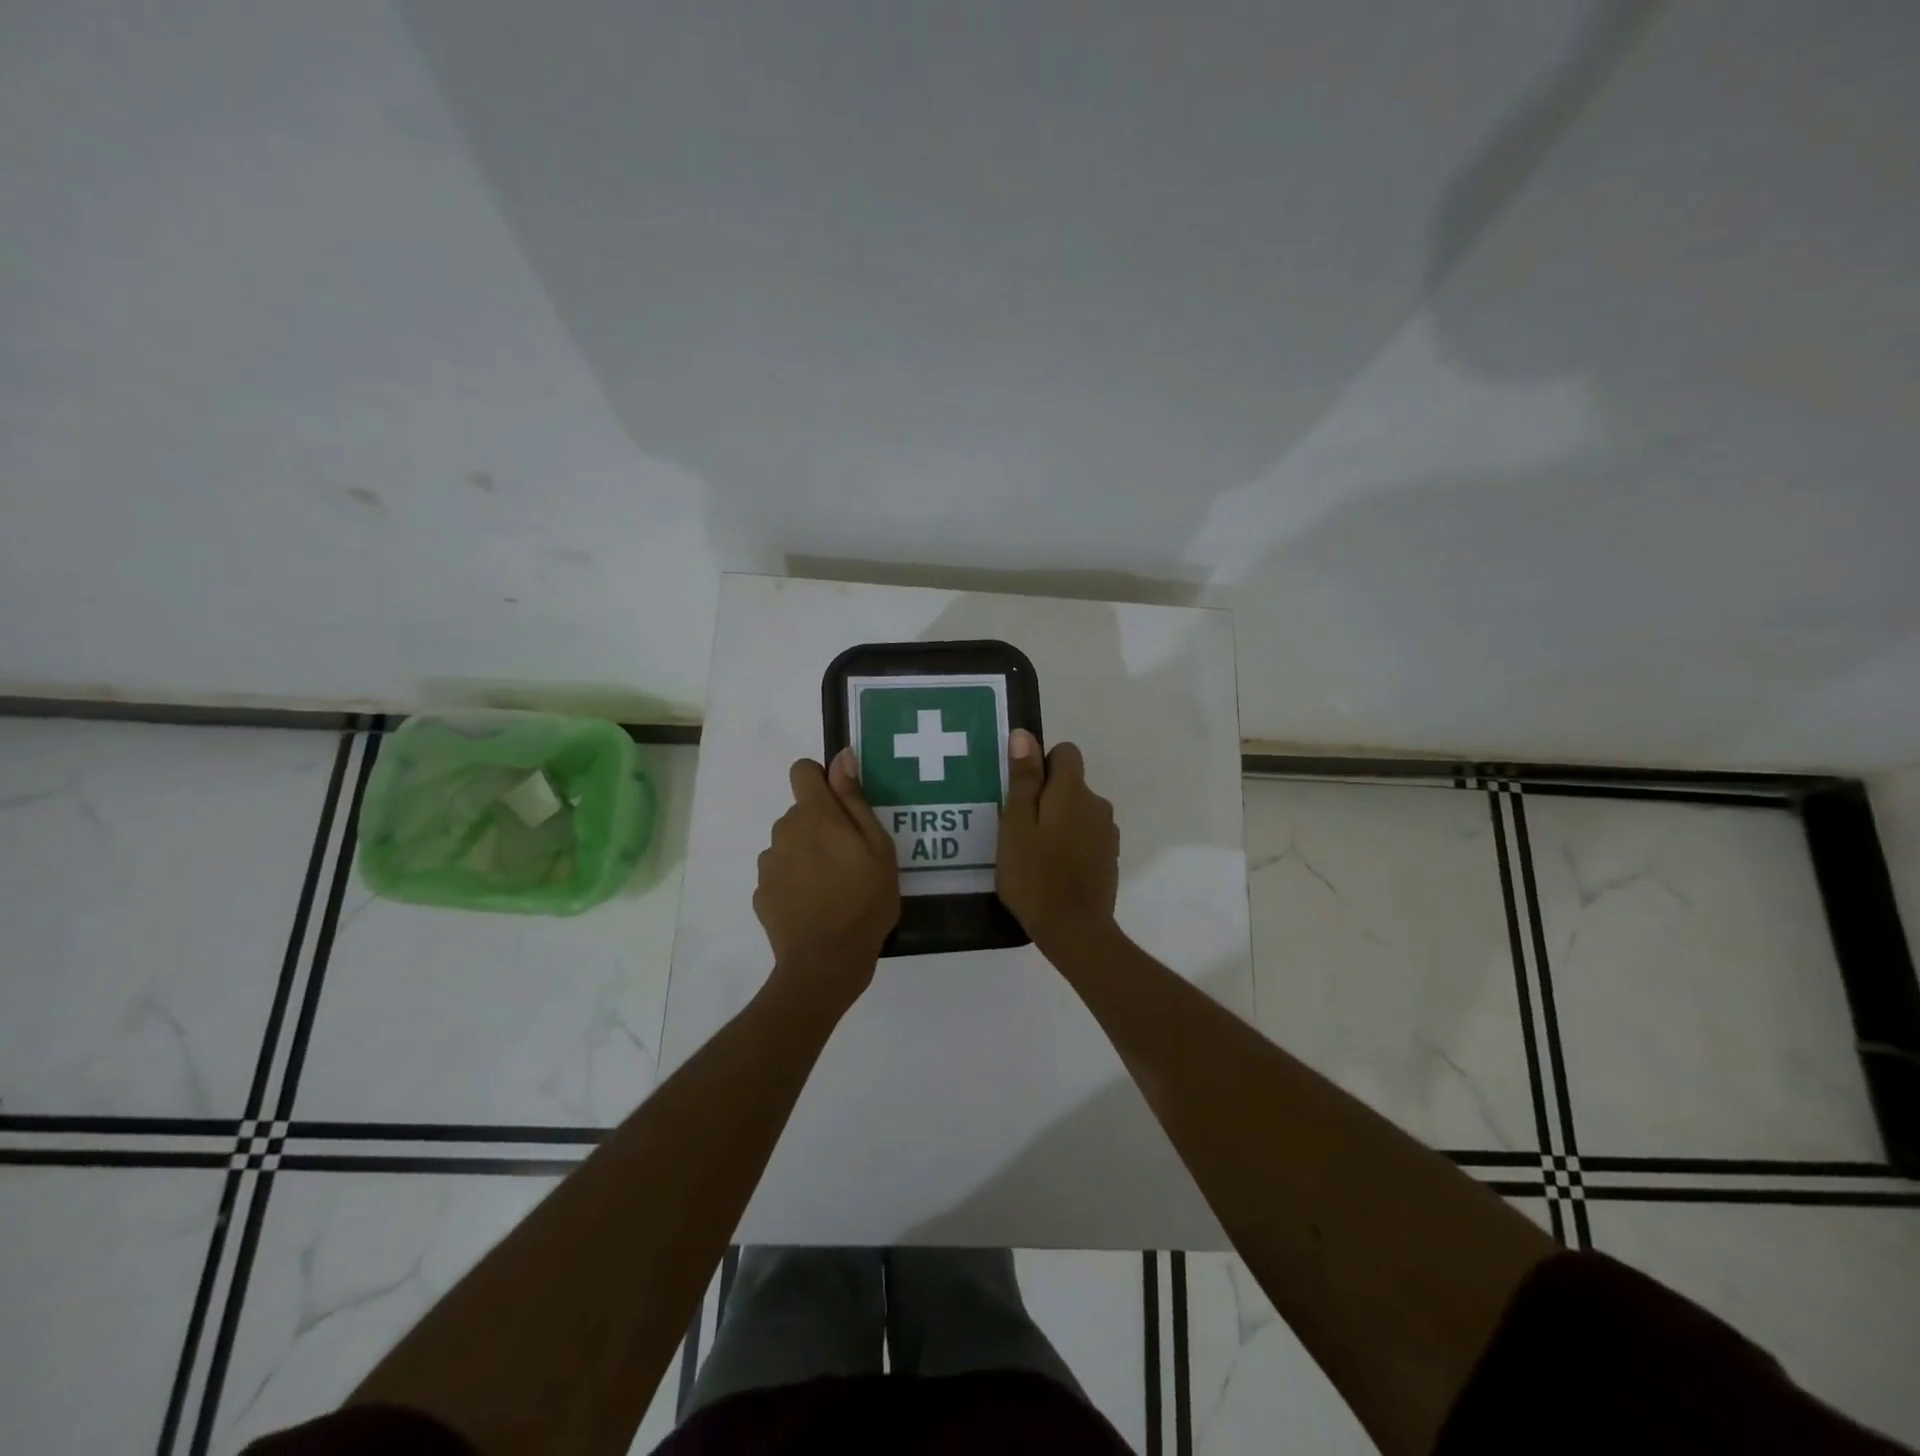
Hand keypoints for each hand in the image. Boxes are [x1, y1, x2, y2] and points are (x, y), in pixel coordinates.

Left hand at [755, 750, 899, 1009]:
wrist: (826, 961)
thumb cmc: (864, 900)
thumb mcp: (877, 847)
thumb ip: (855, 799)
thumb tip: (842, 757)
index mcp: (815, 814)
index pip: (802, 771)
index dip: (821, 780)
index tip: (842, 806)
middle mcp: (784, 830)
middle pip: (800, 812)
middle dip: (821, 825)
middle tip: (850, 858)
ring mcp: (768, 863)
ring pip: (789, 844)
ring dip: (807, 854)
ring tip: (833, 887)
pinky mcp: (761, 893)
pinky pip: (780, 874)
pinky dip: (795, 882)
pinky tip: (815, 906)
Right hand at [996, 730, 1119, 951]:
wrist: (1074, 929)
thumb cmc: (1034, 874)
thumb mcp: (1016, 824)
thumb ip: (1024, 779)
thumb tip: (1025, 735)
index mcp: (1073, 791)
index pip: (1065, 753)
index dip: (1041, 765)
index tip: (1022, 793)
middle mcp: (1097, 804)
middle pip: (1071, 783)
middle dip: (1047, 797)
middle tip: (1019, 829)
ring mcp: (1107, 832)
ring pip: (1079, 811)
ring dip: (1060, 821)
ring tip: (1034, 852)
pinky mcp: (1109, 857)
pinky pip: (1087, 835)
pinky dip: (1071, 843)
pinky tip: (1053, 869)